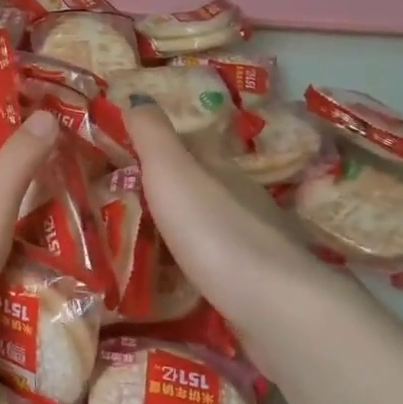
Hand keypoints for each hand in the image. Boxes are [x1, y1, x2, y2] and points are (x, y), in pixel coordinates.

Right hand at [122, 99, 311, 321]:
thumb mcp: (172, 172)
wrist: (275, 307)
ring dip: (185, 228)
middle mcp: (244, 200)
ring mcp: (256, 245)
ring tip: (145, 240)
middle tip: (127, 199)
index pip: (192, 147)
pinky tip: (180, 276)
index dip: (163, 146)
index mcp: (223, 169)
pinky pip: (219, 265)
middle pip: (204, 186)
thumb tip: (135, 96)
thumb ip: (152, 135)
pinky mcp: (258, 288)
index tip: (128, 153)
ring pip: (213, 226)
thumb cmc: (215, 230)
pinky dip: (198, 263)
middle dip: (172, 189)